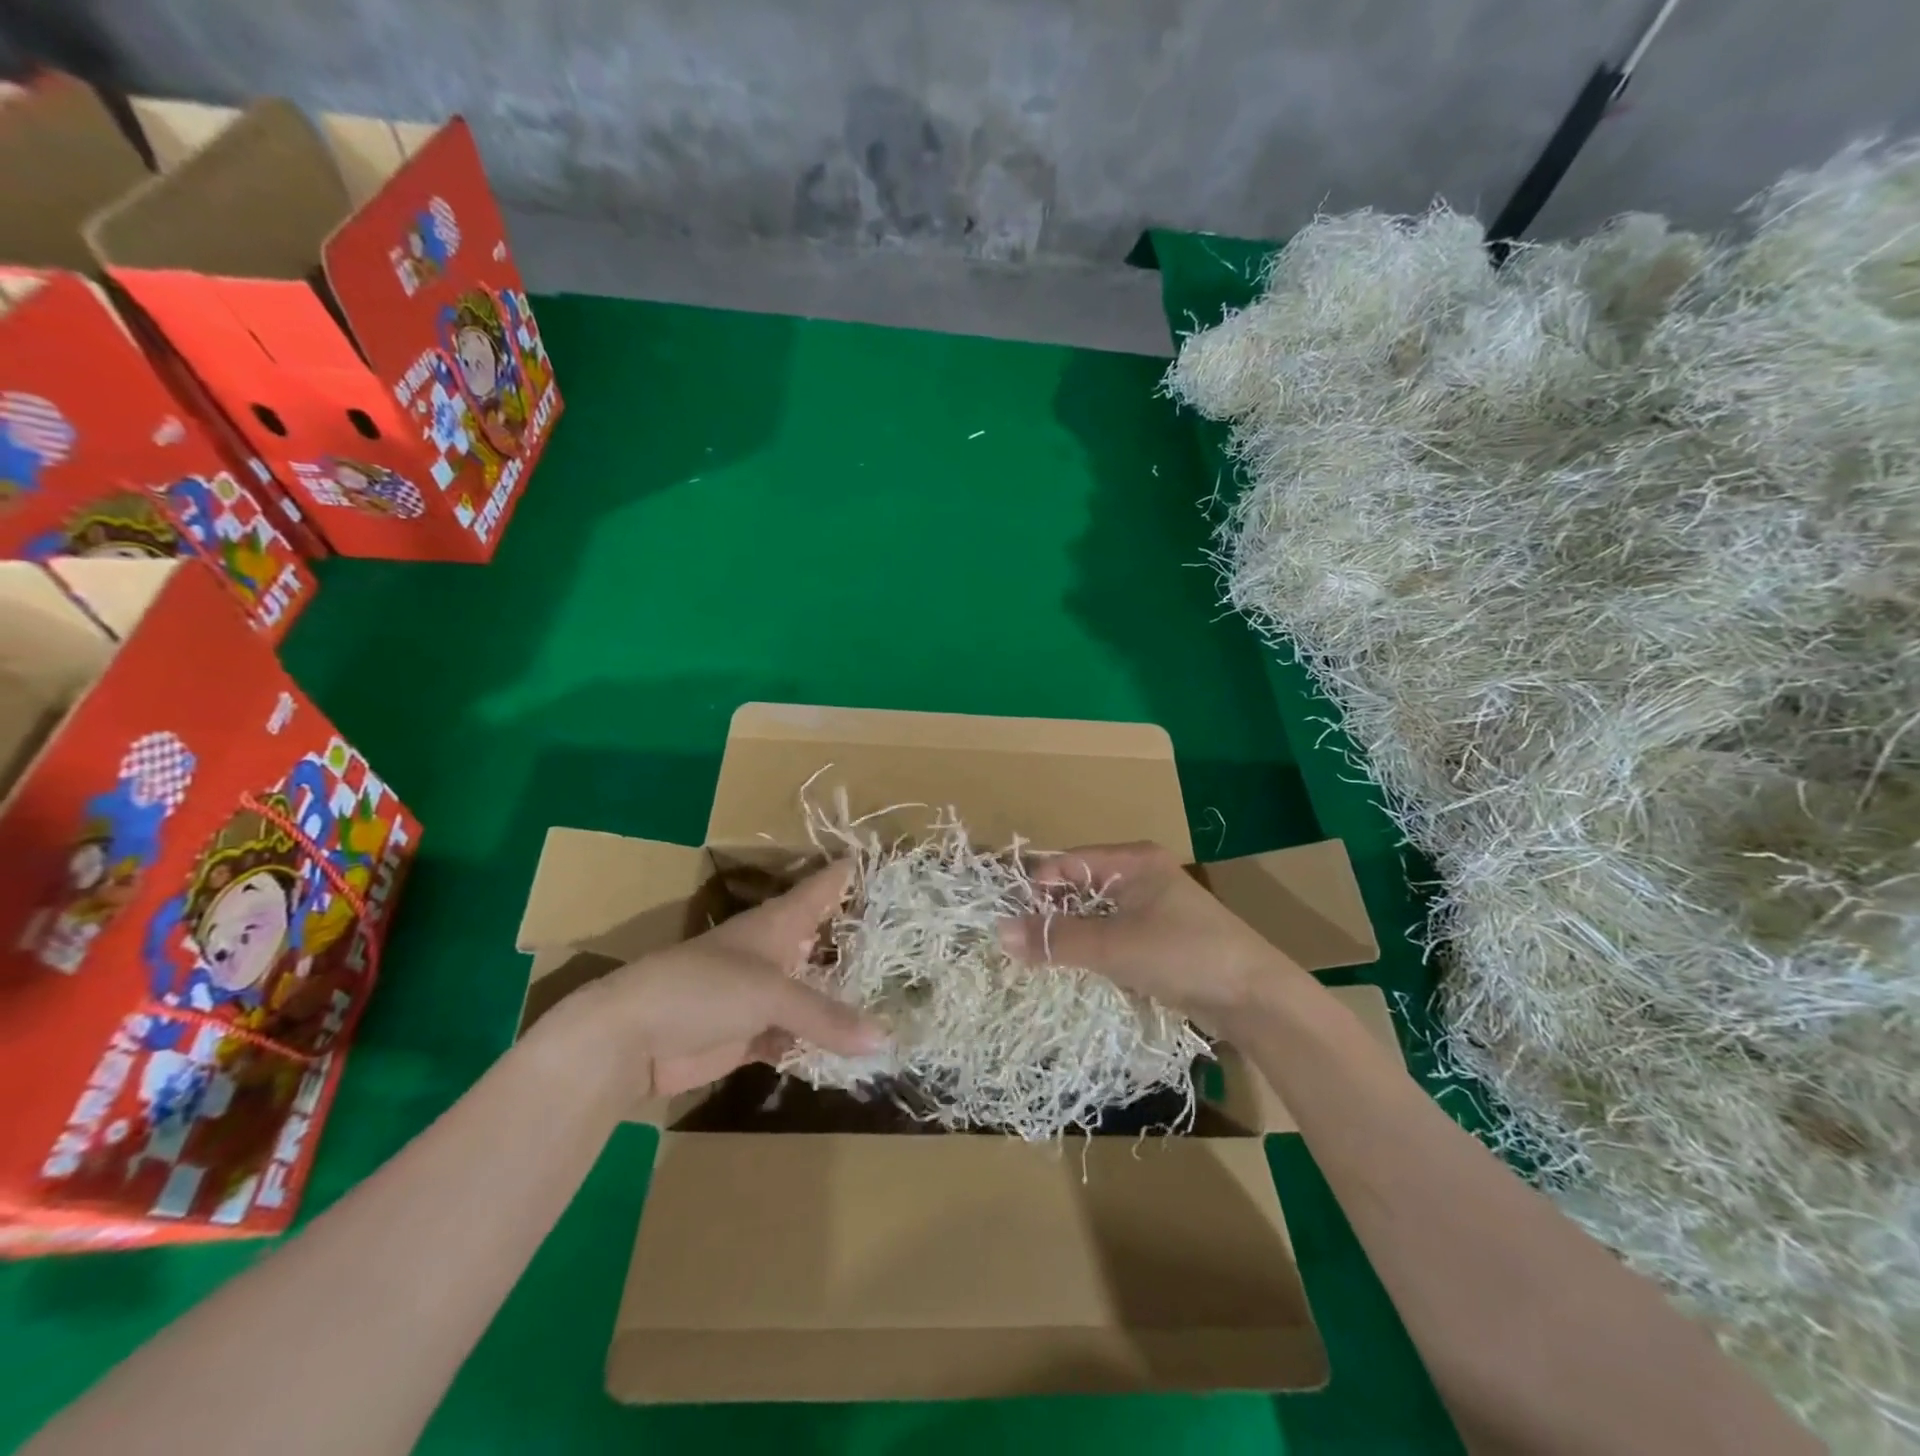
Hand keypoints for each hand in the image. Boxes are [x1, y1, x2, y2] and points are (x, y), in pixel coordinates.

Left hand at [573, 861, 883, 1097]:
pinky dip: (820, 1041)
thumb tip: (885, 1039)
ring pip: (814, 991)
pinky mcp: (751, 1033)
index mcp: (779, 922)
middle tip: (910, 942)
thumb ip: (827, 1016)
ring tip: (896, 998)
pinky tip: (852, 1049)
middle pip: (825, 939)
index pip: (823, 886)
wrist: (632, 1038)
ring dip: (844, 998)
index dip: (852, 872)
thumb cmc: (704, 989)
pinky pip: (797, 1035)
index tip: (887, 861)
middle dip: (861, 941)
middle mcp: (776, 952)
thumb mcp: (770, 994)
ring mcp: (762, 994)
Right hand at [998, 841, 1296, 1028]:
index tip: (1012, 924)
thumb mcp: (1113, 946)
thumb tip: (999, 933)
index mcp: (1132, 860)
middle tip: (1024, 946)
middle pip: (1079, 886)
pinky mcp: (1162, 937)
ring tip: (1045, 961)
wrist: (1256, 998)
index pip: (1067, 863)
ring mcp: (1154, 907)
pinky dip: (1095, 949)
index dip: (1037, 889)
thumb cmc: (1183, 955)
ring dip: (1072, 935)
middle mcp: (1141, 874)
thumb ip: (1056, 939)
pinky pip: (1114, 934)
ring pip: (1096, 914)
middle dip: (1052, 914)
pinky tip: (1082, 971)